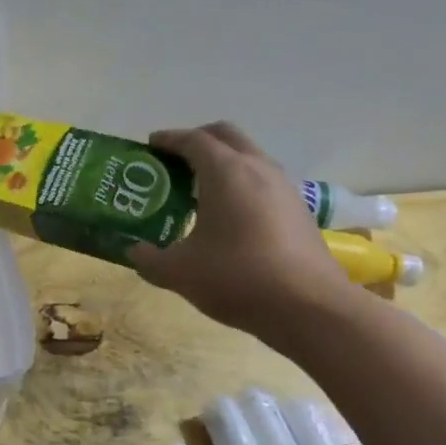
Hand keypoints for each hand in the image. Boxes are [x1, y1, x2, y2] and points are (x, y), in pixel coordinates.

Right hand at [128, 122, 352, 337]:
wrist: (310, 308)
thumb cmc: (237, 278)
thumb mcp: (179, 272)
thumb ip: (150, 259)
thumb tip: (135, 252)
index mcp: (225, 173)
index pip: (193, 140)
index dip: (168, 139)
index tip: (149, 146)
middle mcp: (258, 169)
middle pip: (226, 136)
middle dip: (198, 140)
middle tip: (173, 161)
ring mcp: (284, 188)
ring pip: (249, 157)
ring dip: (223, 163)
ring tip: (198, 190)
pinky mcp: (299, 211)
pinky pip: (264, 182)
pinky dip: (242, 185)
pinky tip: (228, 217)